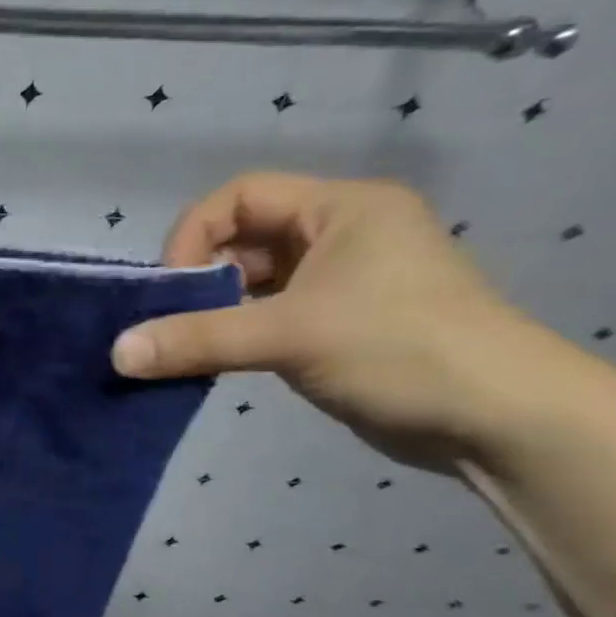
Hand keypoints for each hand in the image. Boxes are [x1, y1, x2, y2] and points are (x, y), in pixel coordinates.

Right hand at [111, 173, 547, 468]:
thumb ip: (196, 339)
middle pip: (241, 238)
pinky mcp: (334, 324)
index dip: (193, 234)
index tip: (172, 287)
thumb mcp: (288, 336)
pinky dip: (232, 333)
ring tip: (184, 345)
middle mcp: (341, 234)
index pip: (241, 196)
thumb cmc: (400, 350)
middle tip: (170, 320)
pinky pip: (264, 314)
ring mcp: (339, 281)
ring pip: (250, 281)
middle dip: (198, 277)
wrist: (500, 420)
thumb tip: (115, 352)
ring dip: (211, 310)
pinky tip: (212, 360)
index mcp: (343, 209)